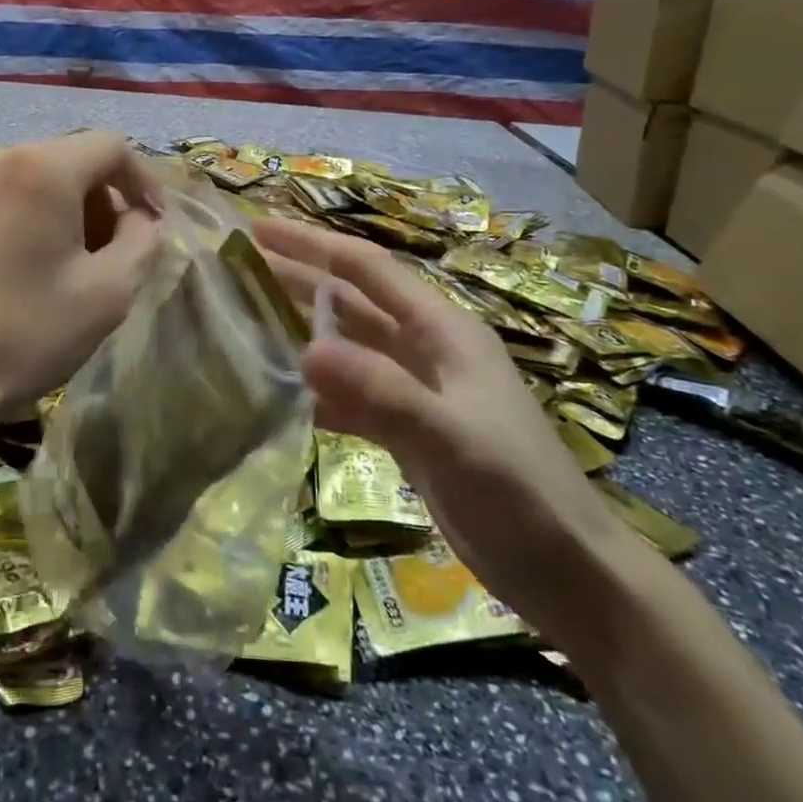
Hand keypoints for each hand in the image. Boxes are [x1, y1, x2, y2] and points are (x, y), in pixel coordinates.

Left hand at [0, 132, 162, 431]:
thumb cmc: (22, 334)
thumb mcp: (107, 292)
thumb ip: (143, 241)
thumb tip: (140, 219)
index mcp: (42, 166)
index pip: (113, 147)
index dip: (145, 183)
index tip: (155, 228)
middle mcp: (1, 155)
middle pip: (77, 160)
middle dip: (108, 202)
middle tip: (117, 256)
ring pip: (45, 178)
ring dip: (75, 213)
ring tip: (79, 269)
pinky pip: (14, 195)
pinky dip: (40, 219)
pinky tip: (37, 269)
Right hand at [253, 218, 643, 640]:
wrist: (566, 571)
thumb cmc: (517, 492)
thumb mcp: (450, 437)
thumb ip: (380, 391)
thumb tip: (305, 348)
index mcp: (441, 330)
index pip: (365, 269)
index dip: (311, 245)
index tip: (258, 230)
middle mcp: (425, 349)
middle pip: (349, 302)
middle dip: (297, 280)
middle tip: (236, 269)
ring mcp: (415, 390)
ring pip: (346, 347)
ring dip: (300, 332)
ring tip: (244, 322)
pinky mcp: (407, 429)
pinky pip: (350, 395)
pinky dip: (317, 390)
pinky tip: (279, 394)